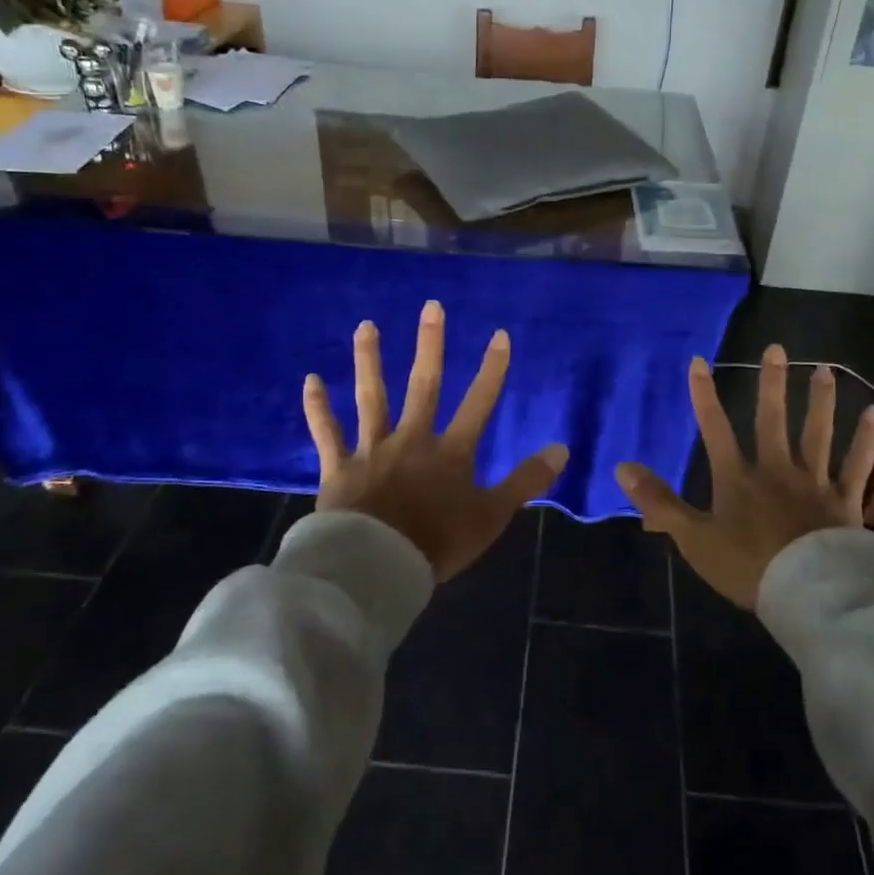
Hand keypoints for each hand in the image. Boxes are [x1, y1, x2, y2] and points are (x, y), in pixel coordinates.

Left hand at [303, 300, 567, 580]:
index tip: (499, 334)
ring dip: (369, 360)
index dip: (492, 369)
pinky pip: (327, 433)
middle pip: (423, 385)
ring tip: (366, 326)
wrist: (377, 568)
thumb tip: (562, 448)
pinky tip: (310, 380)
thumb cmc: (437, 542)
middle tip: (430, 306)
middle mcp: (412, 439)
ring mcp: (373, 449)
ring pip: (372, 397)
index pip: (479, 402)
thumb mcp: (492, 516)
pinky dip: (318, 408)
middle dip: (430, 344)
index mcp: (450, 452)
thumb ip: (526, 481)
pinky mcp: (340, 467)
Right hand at [616, 345, 873, 608]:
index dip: (704, 395)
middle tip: (777, 348)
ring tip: (825, 369)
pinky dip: (865, 440)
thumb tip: (621, 467)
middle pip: (772, 420)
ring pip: (818, 433)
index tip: (699, 361)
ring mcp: (814, 482)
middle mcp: (777, 470)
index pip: (715, 429)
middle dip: (771, 384)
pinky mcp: (845, 501)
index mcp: (738, 479)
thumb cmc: (747, 567)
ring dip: (821, 400)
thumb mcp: (694, 539)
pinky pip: (857, 465)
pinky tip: (873, 413)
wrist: (809, 595)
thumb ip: (659, 502)